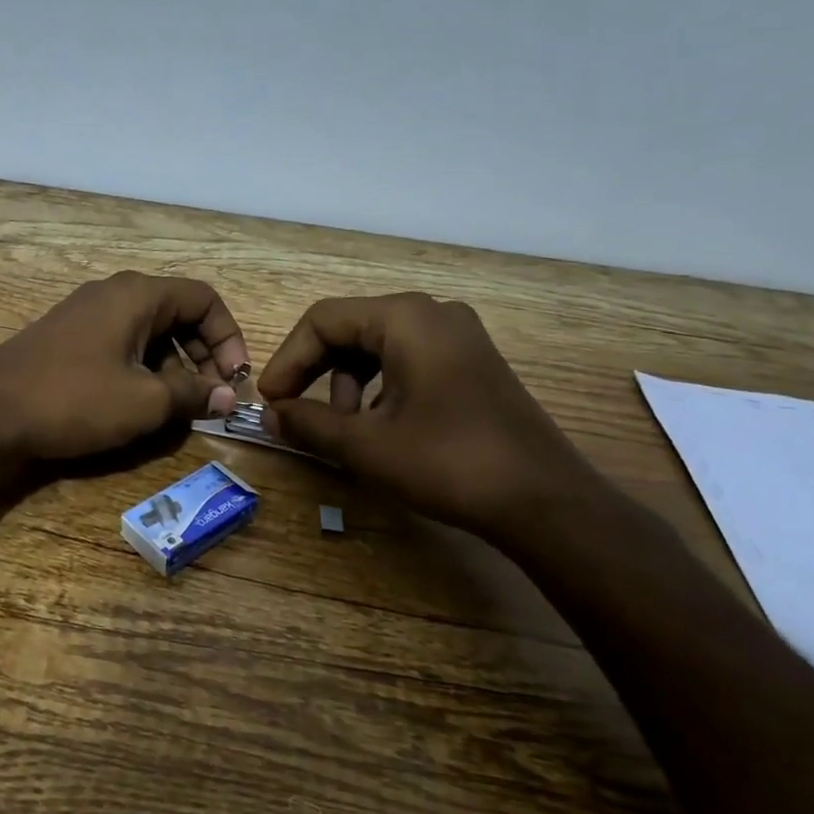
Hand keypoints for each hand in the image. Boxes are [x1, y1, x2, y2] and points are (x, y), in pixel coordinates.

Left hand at [0, 272, 250, 460]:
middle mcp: (114, 294)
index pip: (204, 299)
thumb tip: (225, 396)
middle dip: (203, 355)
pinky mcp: (69, 338)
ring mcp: (87, 314)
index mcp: (138, 295)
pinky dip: (142, 369)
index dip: (229, 337)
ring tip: (178, 409)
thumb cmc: (73, 399)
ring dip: (174, 367)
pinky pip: (122, 344)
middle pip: (178, 314)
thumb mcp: (143, 402)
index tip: (234, 380)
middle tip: (211, 398)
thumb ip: (191, 395)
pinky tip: (140, 405)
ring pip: (150, 332)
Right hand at [257, 293, 601, 542]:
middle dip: (315, 371)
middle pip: (350, 328)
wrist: (544, 501)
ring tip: (343, 428)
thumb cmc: (447, 463)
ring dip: (347, 382)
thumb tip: (271, 416)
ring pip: (378, 345)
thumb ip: (308, 424)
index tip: (270, 402)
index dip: (288, 360)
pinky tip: (379, 425)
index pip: (323, 320)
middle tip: (293, 412)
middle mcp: (433, 313)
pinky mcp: (471, 362)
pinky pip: (407, 359)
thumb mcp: (366, 446)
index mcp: (405, 317)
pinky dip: (379, 386)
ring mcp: (458, 335)